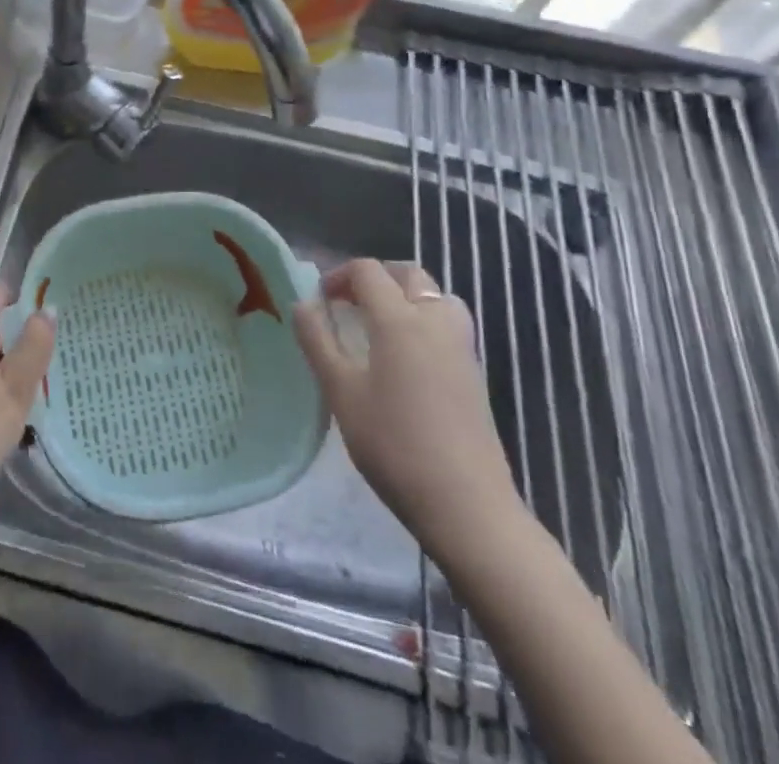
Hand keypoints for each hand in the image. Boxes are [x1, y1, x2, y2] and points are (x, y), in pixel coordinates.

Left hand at [0, 285, 55, 522]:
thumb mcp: (13, 392)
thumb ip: (32, 348)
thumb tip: (47, 308)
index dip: (27, 292)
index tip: (57, 304)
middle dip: (27, 331)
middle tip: (65, 346)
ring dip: (17, 362)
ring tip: (52, 378)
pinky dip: (3, 387)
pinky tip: (21, 411)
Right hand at [294, 260, 523, 561]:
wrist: (467, 506)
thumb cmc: (394, 445)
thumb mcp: (341, 392)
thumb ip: (318, 341)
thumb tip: (303, 303)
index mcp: (399, 319)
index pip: (368, 271)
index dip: (338, 276)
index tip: (320, 302)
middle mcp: (434, 320)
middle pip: (407, 274)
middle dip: (374, 278)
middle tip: (348, 305)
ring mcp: (461, 346)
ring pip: (435, 295)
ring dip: (405, 296)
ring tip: (380, 325)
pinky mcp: (475, 372)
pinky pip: (448, 322)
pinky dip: (424, 319)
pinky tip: (406, 358)